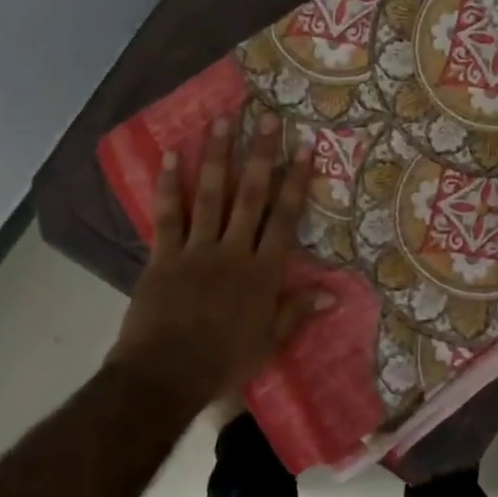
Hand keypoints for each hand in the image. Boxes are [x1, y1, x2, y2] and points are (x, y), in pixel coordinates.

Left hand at [108, 112, 327, 415]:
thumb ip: (297, 312)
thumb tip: (333, 293)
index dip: (296, 180)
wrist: (165, 377)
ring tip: (222, 121)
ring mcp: (196, 250)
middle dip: (260, 155)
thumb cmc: (222, 363)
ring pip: (210, 194)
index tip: (304, 147)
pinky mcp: (163, 256)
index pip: (284, 217)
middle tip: (266, 118)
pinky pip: (167, 215)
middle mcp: (233, 251)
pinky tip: (169, 156)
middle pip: (250, 195)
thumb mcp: (269, 343)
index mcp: (262, 272)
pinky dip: (168, 185)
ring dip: (217, 156)